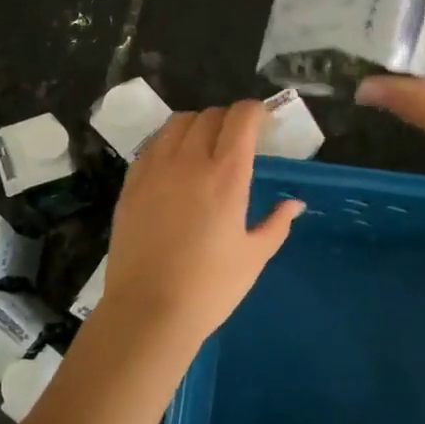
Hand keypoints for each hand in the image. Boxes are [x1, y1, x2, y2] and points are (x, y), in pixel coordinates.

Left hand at [95, 100, 305, 360]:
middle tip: (239, 140)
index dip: (255, 112)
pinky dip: (169, 142)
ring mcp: (155, 169)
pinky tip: (175, 164)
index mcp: (226, 174)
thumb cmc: (210, 288)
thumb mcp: (254, 257)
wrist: (148, 312)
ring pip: (177, 123)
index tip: (264, 123)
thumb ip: (277, 224)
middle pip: (210, 115)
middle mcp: (189, 160)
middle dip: (229, 119)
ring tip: (205, 146)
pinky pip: (152, 145)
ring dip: (197, 125)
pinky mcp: (130, 183)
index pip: (241, 117)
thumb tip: (294, 204)